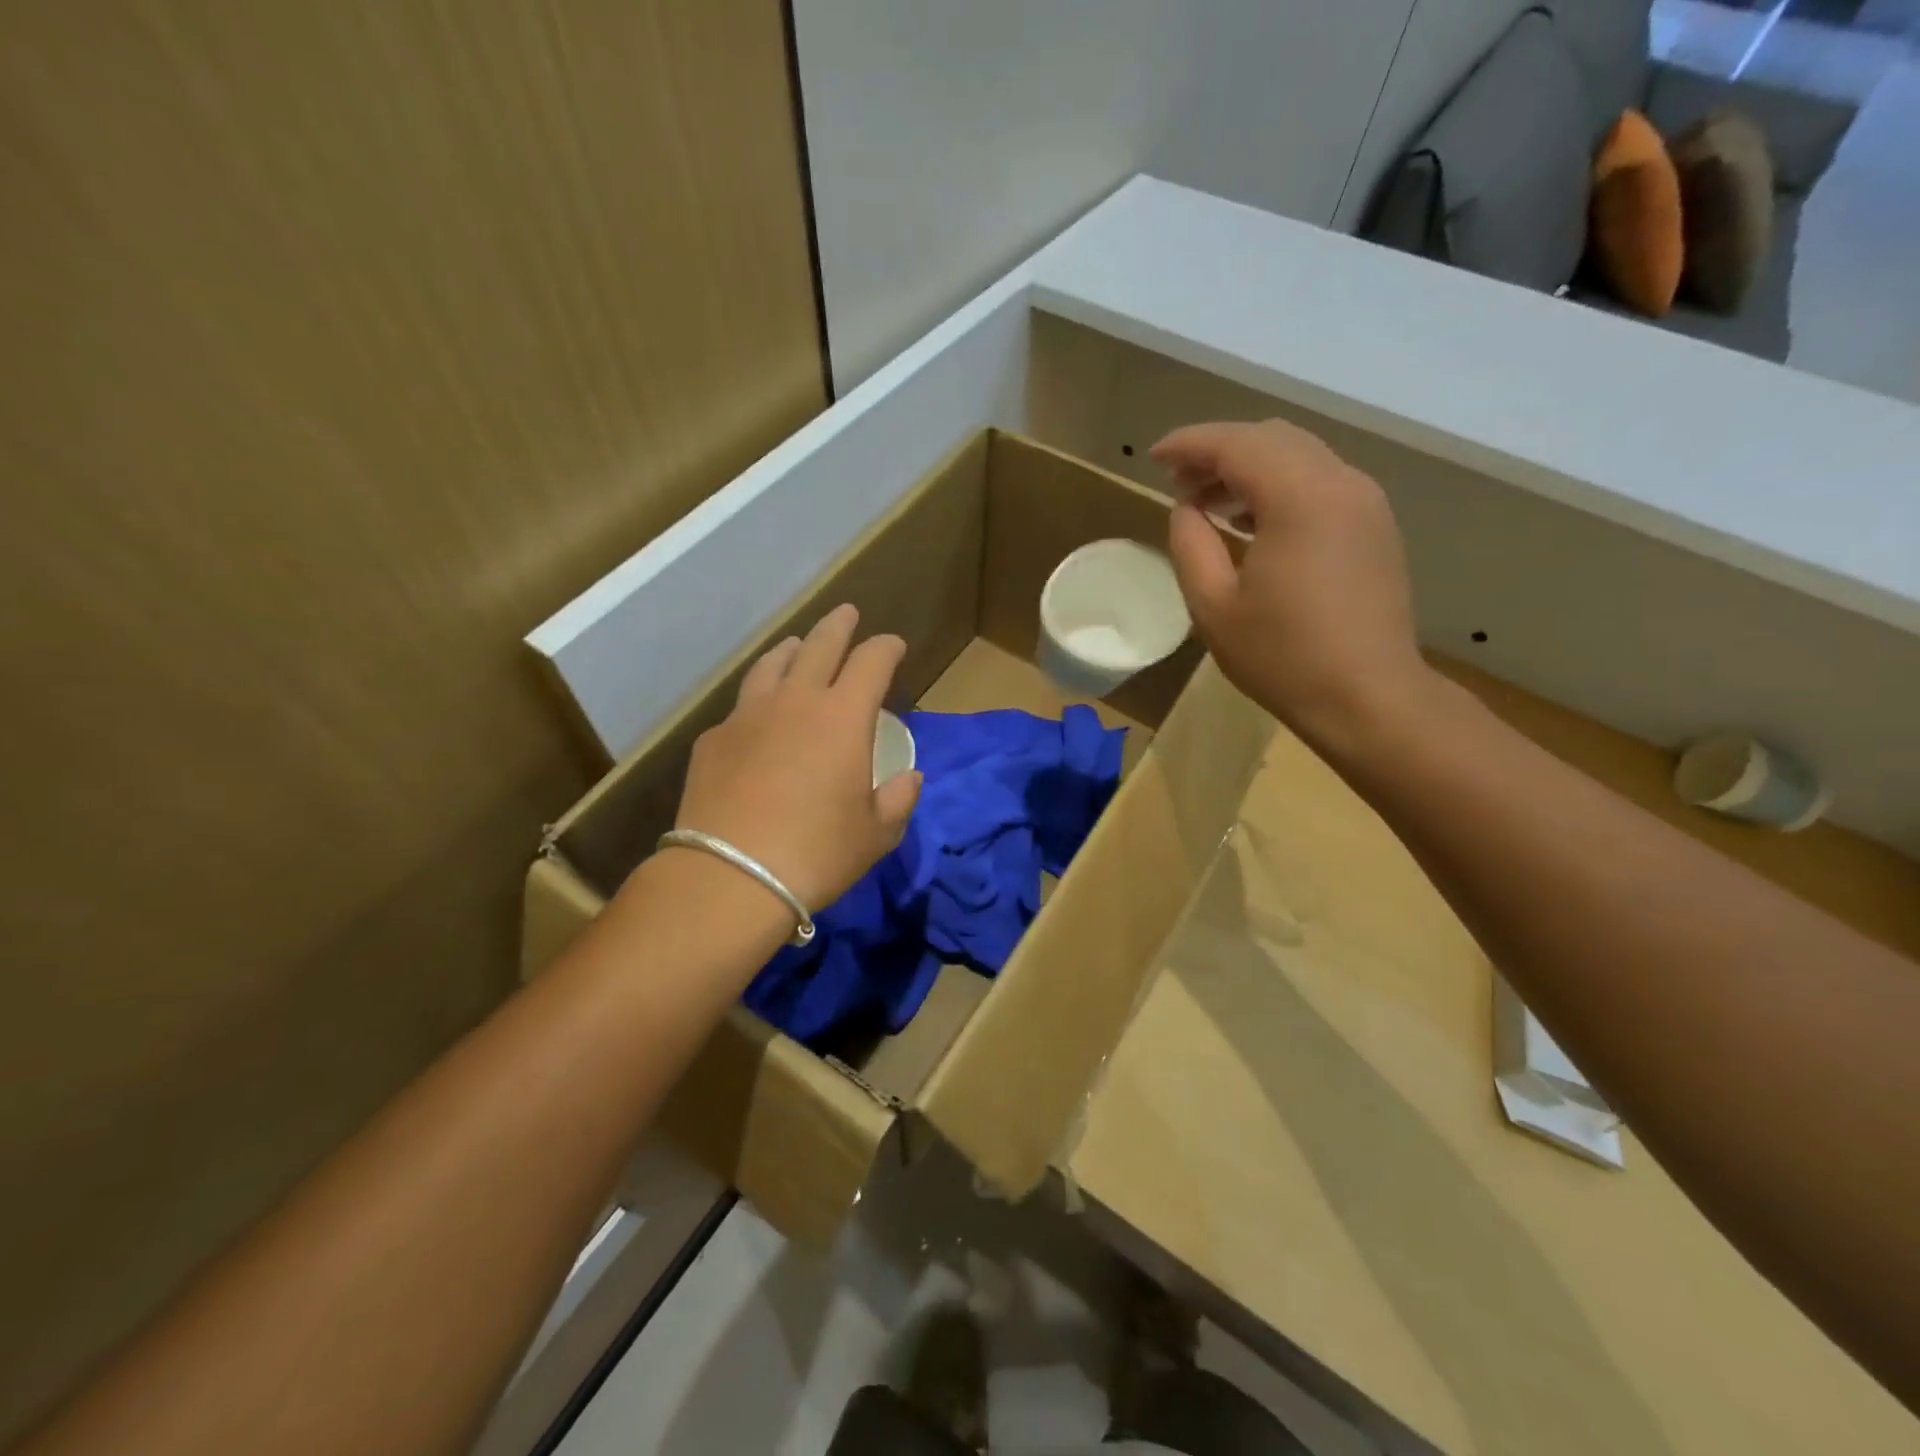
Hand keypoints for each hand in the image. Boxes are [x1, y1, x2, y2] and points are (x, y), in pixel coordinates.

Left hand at [671, 604, 921, 915]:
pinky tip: (758, 714)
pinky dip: (758, 698)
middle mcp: (796, 701)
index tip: (894, 645)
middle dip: (838, 626)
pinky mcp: (714, 739)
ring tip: (797, 645)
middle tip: (847, 613)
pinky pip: (742, 705)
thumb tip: (910, 778)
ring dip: (791, 649)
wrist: (730, 877)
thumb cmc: (817, 853)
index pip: (871, 662)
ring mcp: (748, 715)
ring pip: (772, 664)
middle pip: (819, 645)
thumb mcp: (875, 835)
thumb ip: (898, 800)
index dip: (886, 648)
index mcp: (843, 717)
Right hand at [1153, 420, 1434, 756]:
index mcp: (1300, 498)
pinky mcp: (1374, 525)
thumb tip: (1187, 509)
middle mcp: (1341, 483)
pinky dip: (1279, 485)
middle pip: (1272, 439)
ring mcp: (1365, 502)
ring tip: (1209, 502)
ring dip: (1250, 467)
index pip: (1237, 444)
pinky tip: (1252, 521)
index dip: (1189, 444)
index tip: (1153, 457)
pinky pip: (1320, 481)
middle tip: (1178, 482)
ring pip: (1300, 455)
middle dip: (1219, 451)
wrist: (1368, 697)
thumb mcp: (1213, 606)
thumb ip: (1191, 544)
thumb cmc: (1282, 657)